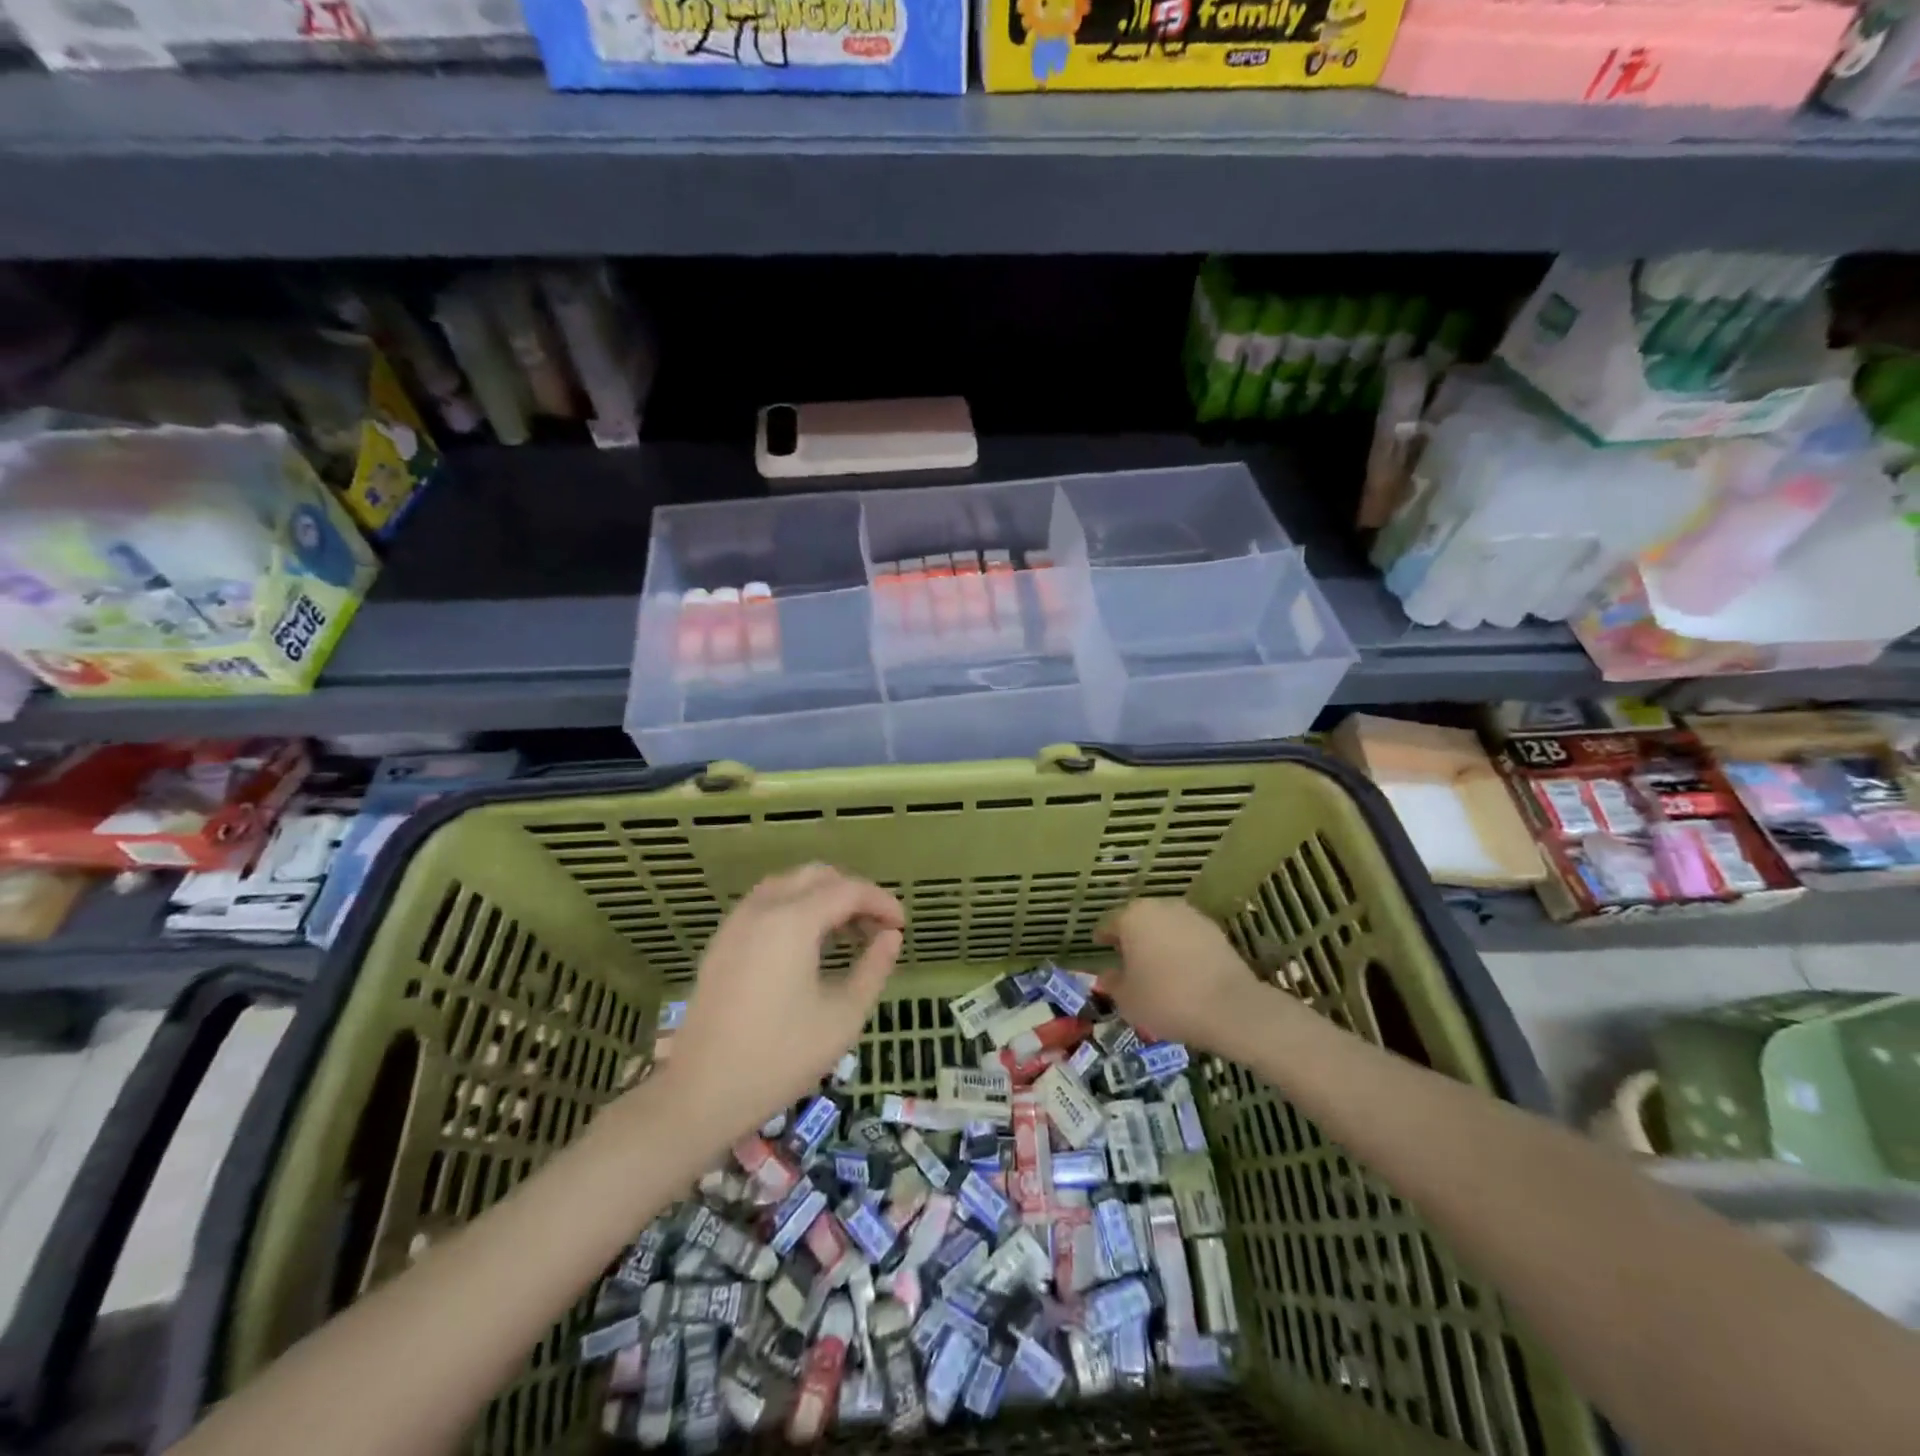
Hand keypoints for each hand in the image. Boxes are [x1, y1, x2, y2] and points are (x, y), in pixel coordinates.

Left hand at [665, 864, 904, 1140]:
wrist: (700, 1094)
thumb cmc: (780, 1057)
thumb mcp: (842, 1017)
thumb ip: (873, 969)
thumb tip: (890, 938)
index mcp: (792, 921)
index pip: (848, 890)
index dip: (881, 902)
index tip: (902, 927)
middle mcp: (762, 908)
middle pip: (817, 876)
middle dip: (852, 894)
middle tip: (876, 928)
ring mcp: (736, 923)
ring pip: (789, 885)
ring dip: (822, 898)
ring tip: (847, 935)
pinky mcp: (722, 942)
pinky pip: (766, 904)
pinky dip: (795, 909)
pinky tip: (809, 947)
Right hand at [1096, 897, 1269, 1054]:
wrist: (1229, 1007)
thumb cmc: (1166, 999)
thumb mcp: (1128, 1000)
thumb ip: (1113, 983)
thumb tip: (1108, 974)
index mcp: (1131, 917)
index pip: (1109, 924)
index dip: (1103, 938)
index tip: (1101, 947)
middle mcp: (1159, 907)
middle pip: (1138, 920)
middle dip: (1132, 936)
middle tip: (1128, 958)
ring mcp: (1190, 915)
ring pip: (1165, 925)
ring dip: (1158, 940)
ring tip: (1157, 965)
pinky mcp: (1215, 929)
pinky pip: (1187, 936)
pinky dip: (1181, 948)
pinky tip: (1182, 969)